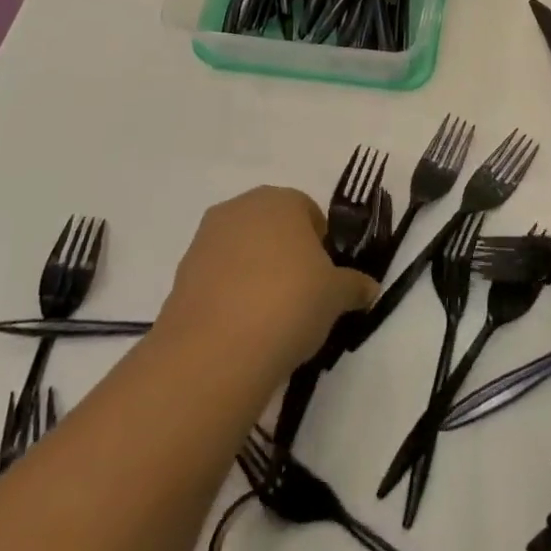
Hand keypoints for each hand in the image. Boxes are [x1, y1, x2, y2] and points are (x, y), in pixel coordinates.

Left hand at [159, 187, 376, 385]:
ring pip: (243, 252)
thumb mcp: (337, 296)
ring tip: (270, 319)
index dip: (322, 247)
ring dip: (256, 275)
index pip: (310, 213)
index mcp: (281, 200)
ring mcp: (205, 240)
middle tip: (301, 297)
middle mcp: (240, 208)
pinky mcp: (181, 274)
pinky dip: (231, 296)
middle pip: (273, 229)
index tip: (326, 280)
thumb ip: (355, 285)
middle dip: (287, 256)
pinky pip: (218, 279)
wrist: (216, 350)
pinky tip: (242, 329)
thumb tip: (369, 288)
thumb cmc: (290, 303)